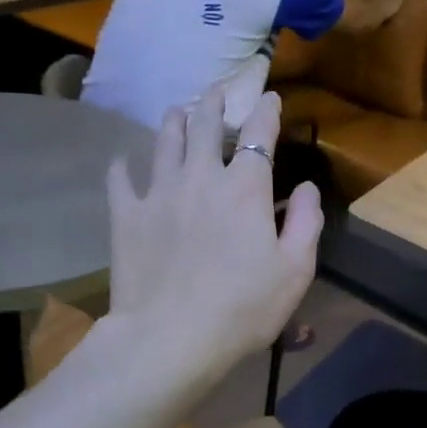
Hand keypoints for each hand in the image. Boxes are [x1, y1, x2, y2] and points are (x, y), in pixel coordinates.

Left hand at [105, 86, 322, 390]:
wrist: (171, 337)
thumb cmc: (244, 307)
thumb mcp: (296, 269)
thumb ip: (306, 221)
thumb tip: (306, 186)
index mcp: (245, 188)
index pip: (259, 134)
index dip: (266, 111)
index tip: (269, 97)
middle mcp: (201, 177)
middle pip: (206, 126)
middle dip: (214, 103)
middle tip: (217, 90)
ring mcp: (158, 193)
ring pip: (164, 142)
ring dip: (174, 121)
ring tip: (177, 110)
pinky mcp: (126, 216)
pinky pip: (120, 180)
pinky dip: (122, 166)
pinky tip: (122, 160)